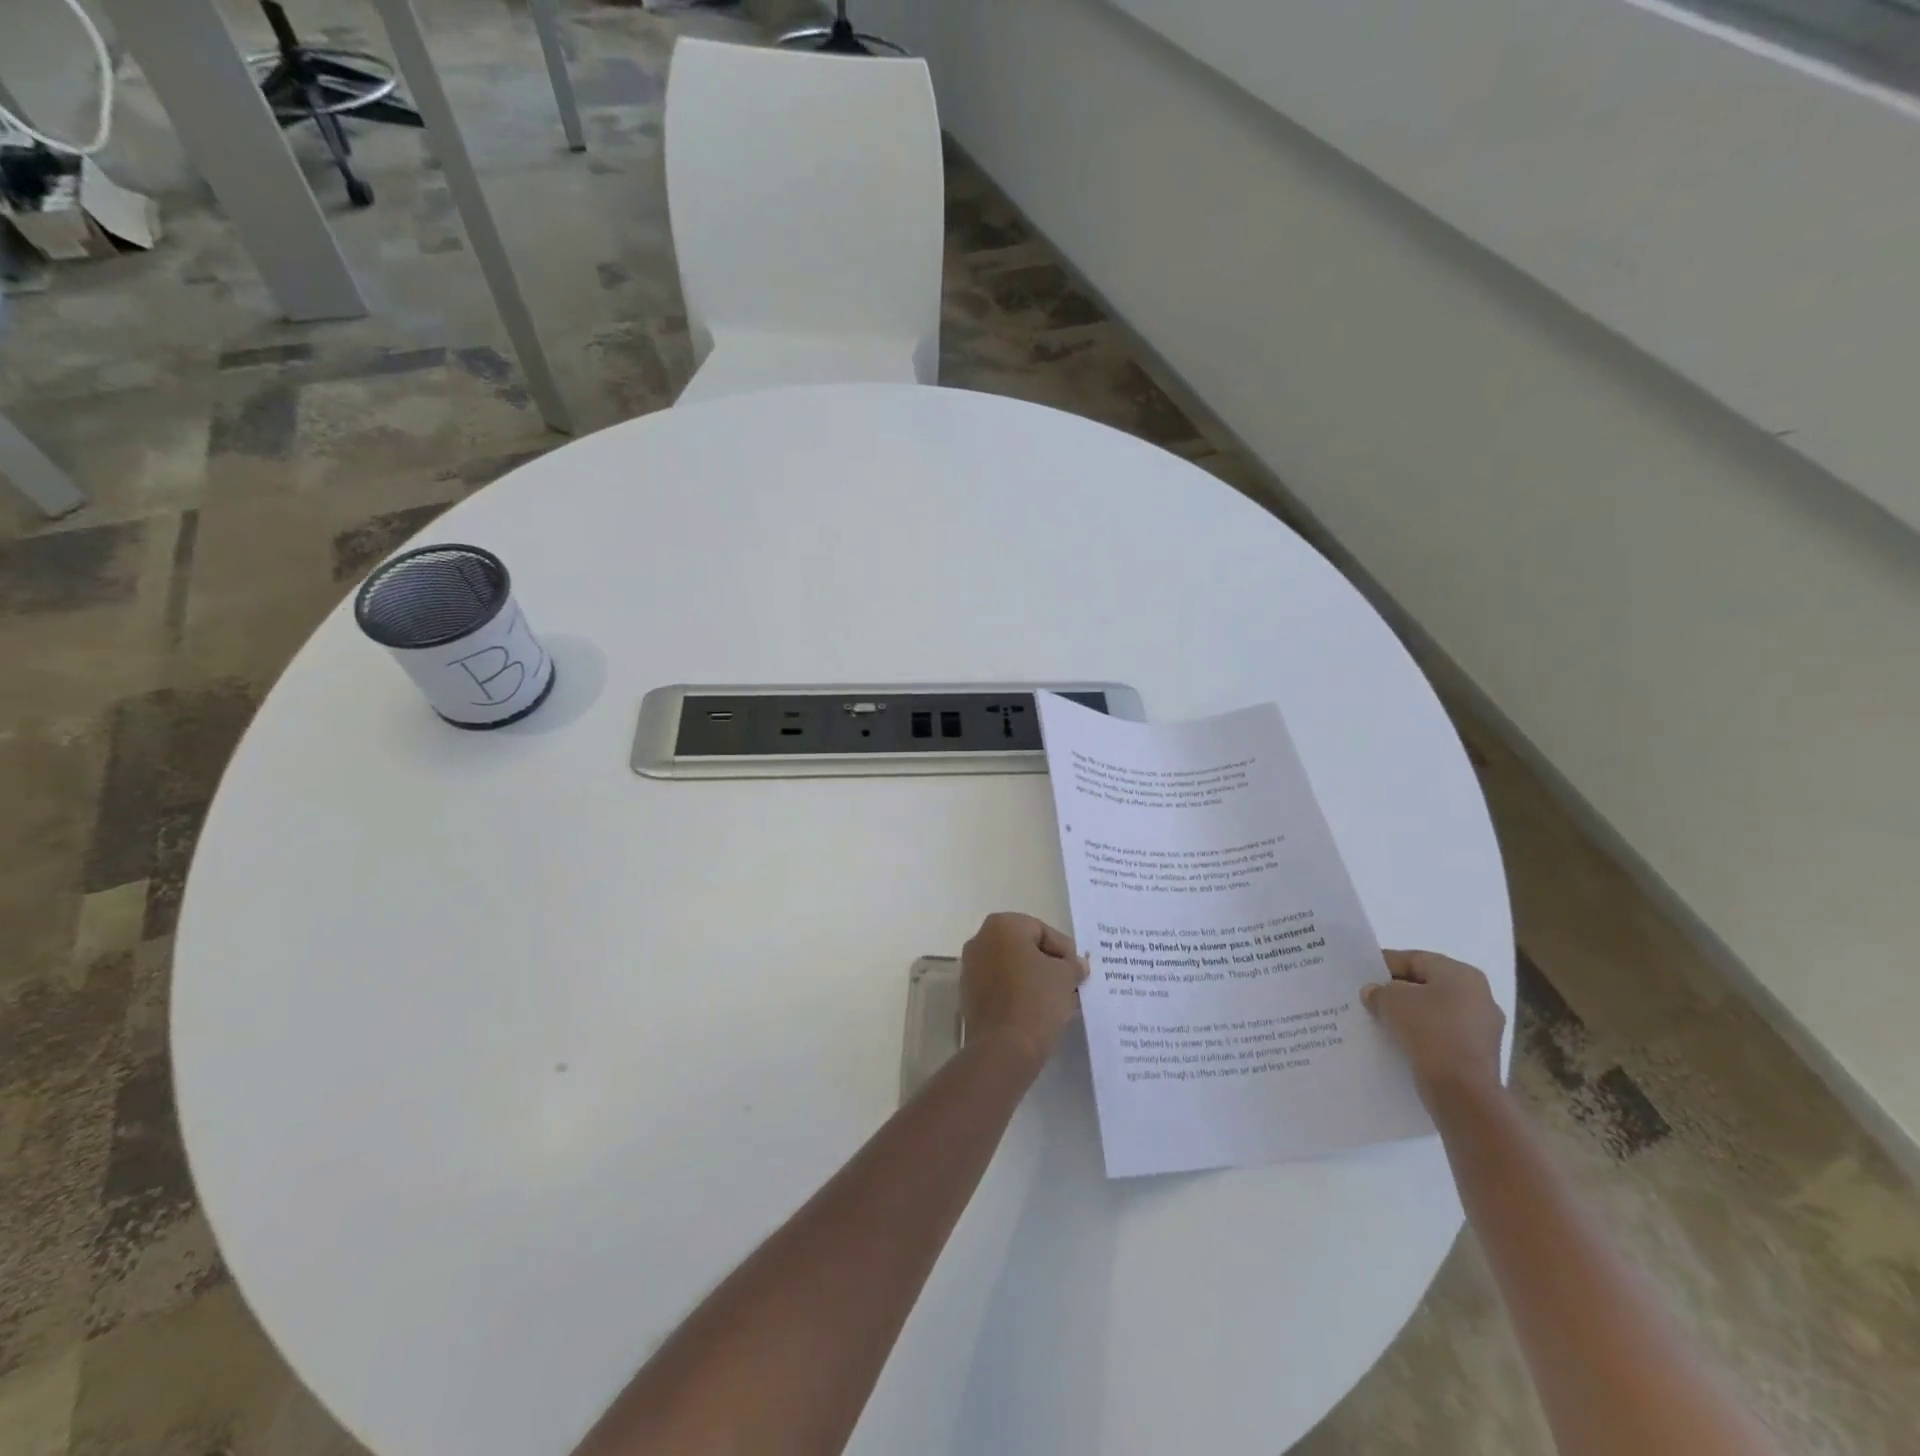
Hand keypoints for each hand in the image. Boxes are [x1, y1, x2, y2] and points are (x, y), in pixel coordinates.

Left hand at [960, 913, 1088, 1064]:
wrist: (1004, 1047)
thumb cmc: (1037, 999)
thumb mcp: (1066, 976)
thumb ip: (1073, 965)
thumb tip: (1077, 965)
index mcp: (1001, 925)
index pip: (1042, 931)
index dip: (1064, 951)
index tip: (1078, 971)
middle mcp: (980, 940)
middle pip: (1024, 948)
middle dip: (1048, 964)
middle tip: (1070, 983)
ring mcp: (970, 969)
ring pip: (1011, 968)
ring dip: (1034, 980)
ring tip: (1058, 1000)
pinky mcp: (968, 996)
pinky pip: (1000, 988)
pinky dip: (1018, 994)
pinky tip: (1037, 1011)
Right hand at [1362, 950, 1505, 1099]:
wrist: (1462, 1090)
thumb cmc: (1429, 1030)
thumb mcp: (1390, 1000)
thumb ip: (1378, 990)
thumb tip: (1375, 993)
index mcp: (1462, 974)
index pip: (1415, 959)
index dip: (1384, 964)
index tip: (1361, 974)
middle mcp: (1479, 996)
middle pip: (1427, 985)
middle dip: (1397, 990)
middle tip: (1369, 997)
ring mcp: (1482, 1028)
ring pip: (1434, 1012)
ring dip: (1409, 1014)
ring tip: (1380, 1020)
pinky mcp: (1478, 1054)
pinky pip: (1442, 1035)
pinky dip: (1421, 1035)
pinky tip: (1399, 1041)